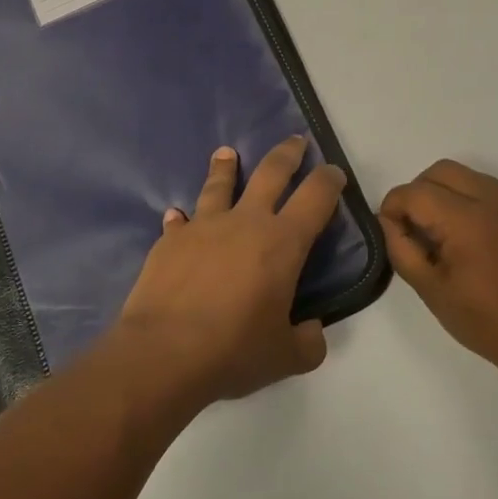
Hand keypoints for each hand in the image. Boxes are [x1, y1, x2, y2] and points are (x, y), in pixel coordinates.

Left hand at [115, 137, 343, 407]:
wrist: (163, 352)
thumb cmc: (233, 351)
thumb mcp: (285, 357)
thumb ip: (308, 342)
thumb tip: (311, 330)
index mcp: (283, 243)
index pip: (316, 197)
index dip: (330, 180)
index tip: (334, 172)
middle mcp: (246, 222)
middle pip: (271, 173)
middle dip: (287, 153)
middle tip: (295, 141)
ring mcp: (204, 226)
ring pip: (220, 185)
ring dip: (226, 167)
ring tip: (226, 153)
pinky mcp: (170, 240)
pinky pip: (179, 221)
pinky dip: (181, 218)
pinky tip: (176, 215)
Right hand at [379, 160, 497, 386]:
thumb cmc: (486, 321)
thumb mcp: (432, 290)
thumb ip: (402, 249)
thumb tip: (388, 222)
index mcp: (466, 218)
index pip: (414, 192)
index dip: (393, 208)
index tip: (391, 233)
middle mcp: (492, 198)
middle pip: (439, 171)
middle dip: (417, 193)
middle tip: (414, 229)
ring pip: (465, 175)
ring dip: (444, 193)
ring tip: (442, 233)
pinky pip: (488, 189)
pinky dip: (469, 200)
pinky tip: (469, 238)